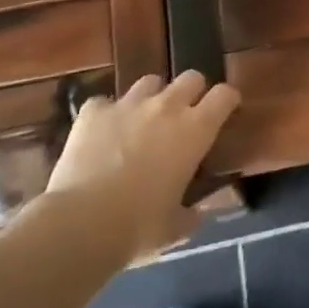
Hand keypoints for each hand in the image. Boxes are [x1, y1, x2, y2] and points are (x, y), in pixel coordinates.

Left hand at [44, 71, 239, 257]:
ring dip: (151, 98)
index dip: (227, 100)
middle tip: (184, 115)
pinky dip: (105, 115)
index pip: (224, 95)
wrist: (81, 224)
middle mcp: (166, 107)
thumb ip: (189, 216)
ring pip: (149, 82)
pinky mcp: (93, 112)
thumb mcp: (173, 229)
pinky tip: (100, 134)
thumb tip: (196, 216)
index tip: (227, 110)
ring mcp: (128, 104)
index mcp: (194, 130)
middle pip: (190, 78)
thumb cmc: (138, 227)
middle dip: (192, 92)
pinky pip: (103, 103)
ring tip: (142, 121)